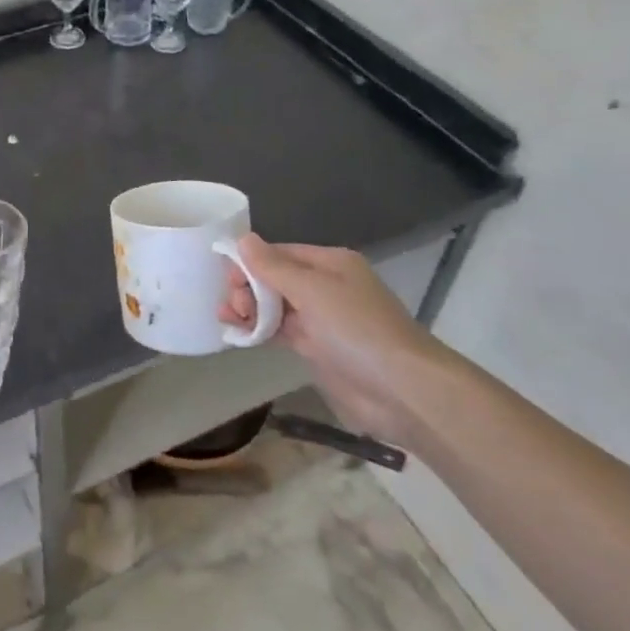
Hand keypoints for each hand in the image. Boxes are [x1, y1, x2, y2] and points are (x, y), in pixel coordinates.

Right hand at [221, 235, 448, 441]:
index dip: (251, 262)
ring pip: (276, 306)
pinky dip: (260, 330)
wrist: (403, 391)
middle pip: (276, 279)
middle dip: (248, 287)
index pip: (280, 253)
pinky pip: (282, 332)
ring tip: (226, 318)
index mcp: (330, 264)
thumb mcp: (312, 291)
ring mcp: (323, 320)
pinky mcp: (319, 350)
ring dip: (249, 309)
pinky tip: (238, 334)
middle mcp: (326, 287)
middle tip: (233, 305)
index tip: (227, 278)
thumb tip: (243, 239)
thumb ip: (273, 267)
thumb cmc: (357, 329)